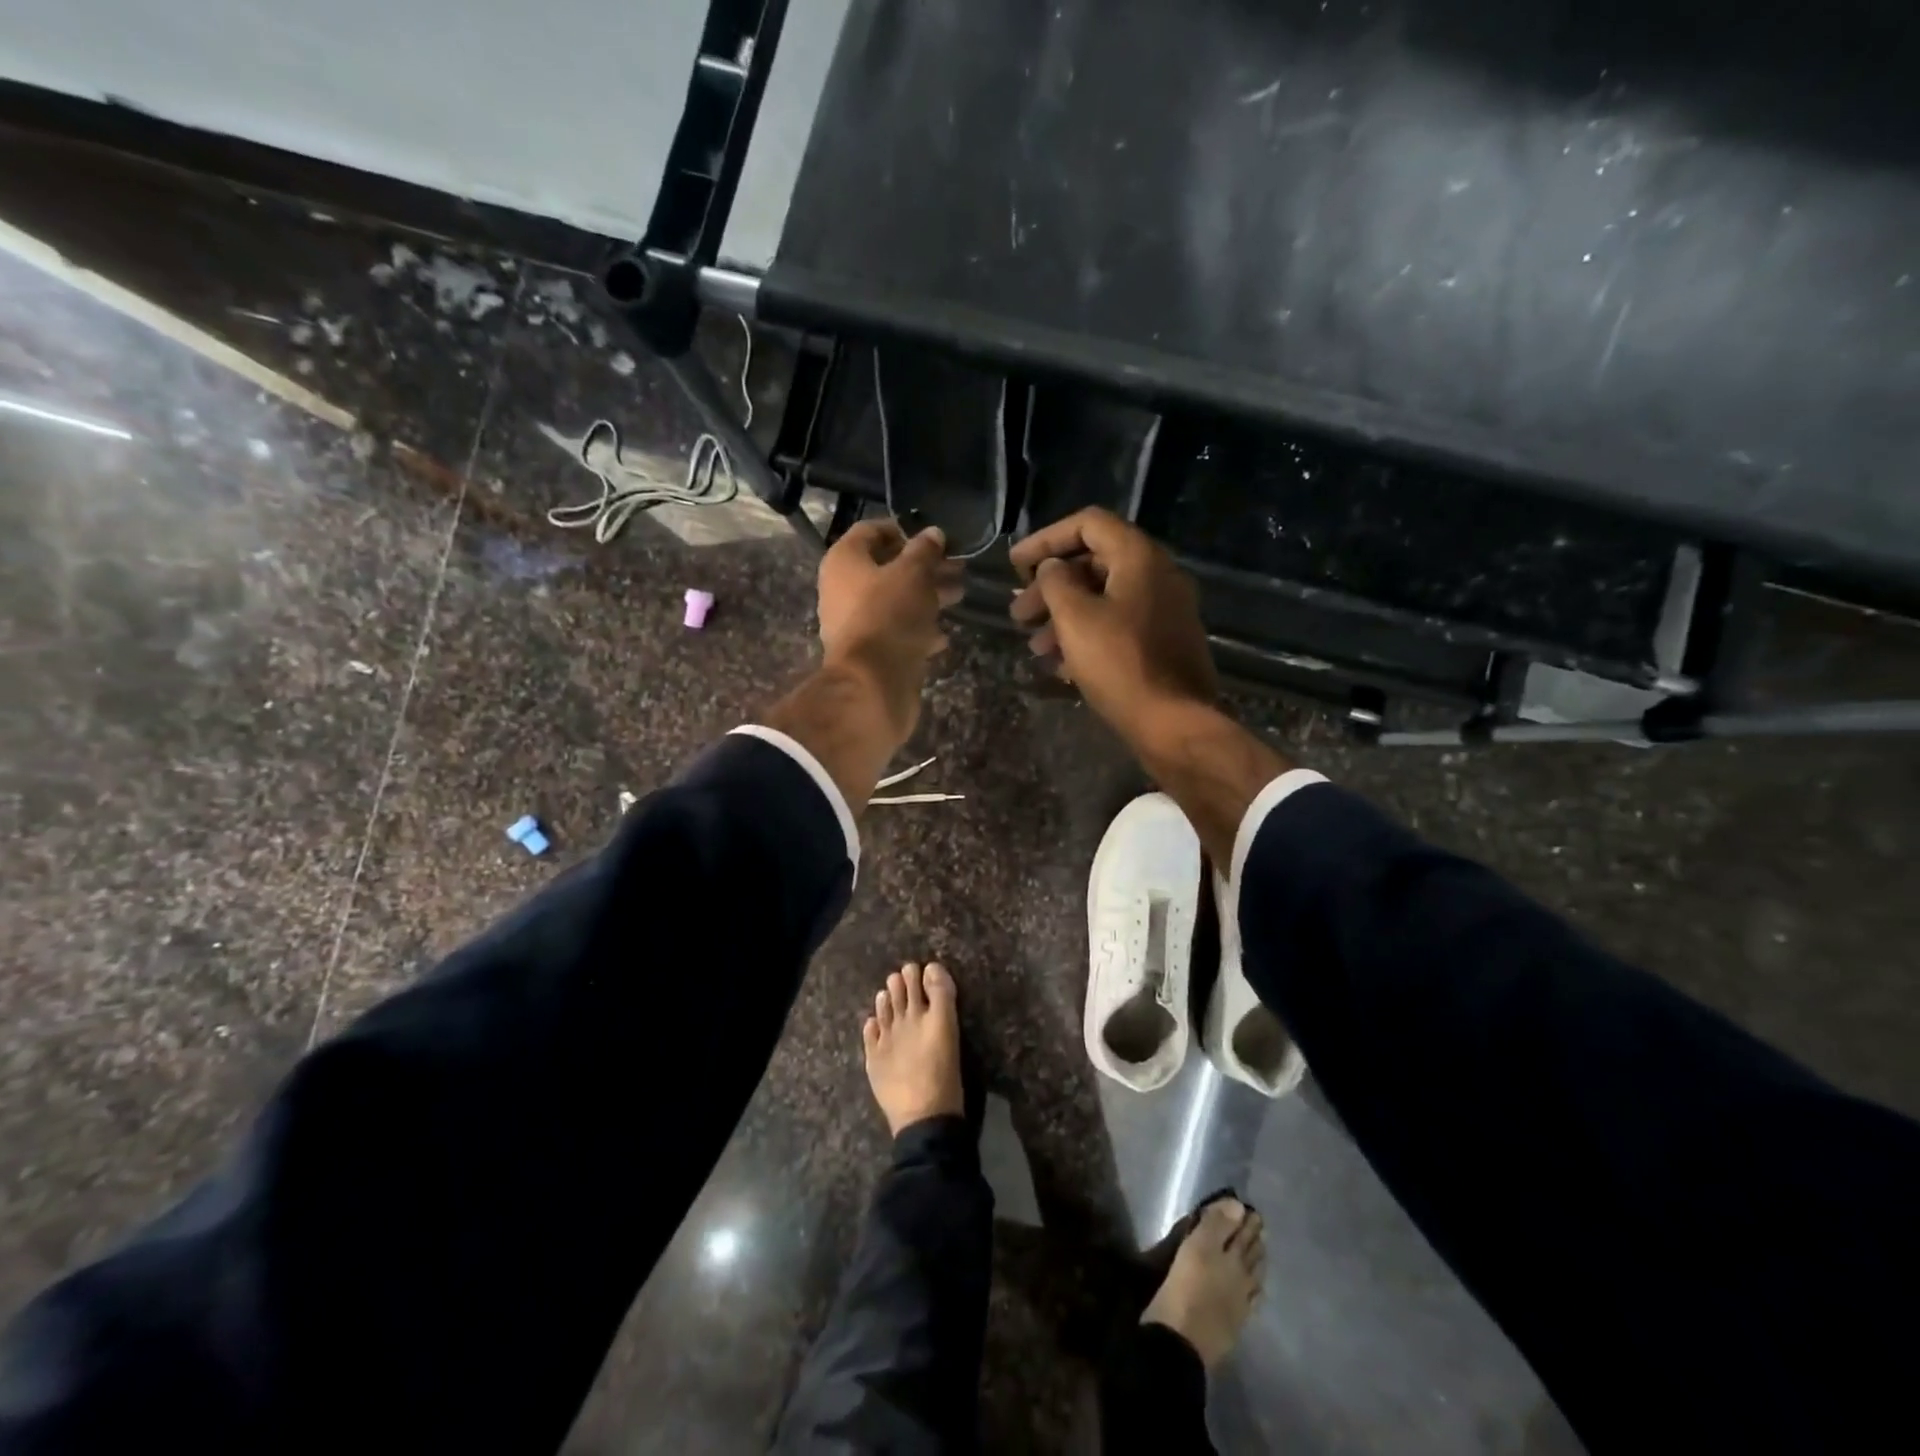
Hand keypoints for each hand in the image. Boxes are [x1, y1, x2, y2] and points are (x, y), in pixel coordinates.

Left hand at [818, 520, 963, 742]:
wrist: (873, 683)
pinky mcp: (871, 653)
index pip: (871, 531)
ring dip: (927, 596)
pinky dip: (919, 629)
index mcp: (844, 561)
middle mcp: (843, 589)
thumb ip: (925, 551)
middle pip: (887, 568)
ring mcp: (856, 624)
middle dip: (924, 566)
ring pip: (896, 601)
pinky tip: (944, 635)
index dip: (903, 530)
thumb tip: (933, 534)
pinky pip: (896, 632)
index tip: (934, 538)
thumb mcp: (913, 574)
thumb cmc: (889, 615)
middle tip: (959, 567)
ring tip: (960, 595)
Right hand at [1009, 508, 1217, 745]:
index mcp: (1139, 557)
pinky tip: (1061, 665)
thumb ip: (1056, 582)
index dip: (1046, 538)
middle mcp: (1158, 575)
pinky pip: (1118, 625)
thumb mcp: (1075, 618)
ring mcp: (1165, 611)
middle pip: (1094, 564)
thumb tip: (1053, 567)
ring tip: (1035, 647)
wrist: (1173, 723)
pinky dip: (1087, 636)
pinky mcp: (1164, 642)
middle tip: (1019, 614)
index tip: (1015, 564)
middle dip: (1050, 587)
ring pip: (1104, 599)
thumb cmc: (1119, 663)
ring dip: (1064, 616)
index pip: (1088, 524)